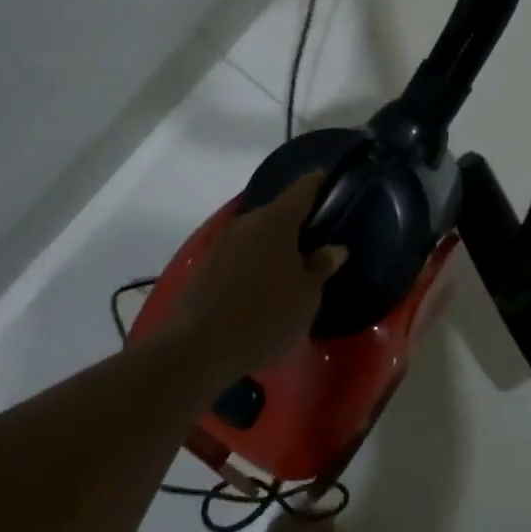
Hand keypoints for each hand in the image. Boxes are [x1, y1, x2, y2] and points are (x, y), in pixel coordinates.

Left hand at [157, 173, 347, 374]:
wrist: (197, 348)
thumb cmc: (265, 316)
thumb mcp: (306, 296)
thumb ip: (321, 266)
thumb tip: (333, 249)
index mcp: (276, 220)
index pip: (303, 188)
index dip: (320, 183)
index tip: (332, 183)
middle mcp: (246, 222)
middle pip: (278, 212)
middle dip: (297, 223)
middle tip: (318, 241)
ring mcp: (221, 242)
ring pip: (257, 235)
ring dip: (274, 246)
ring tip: (292, 268)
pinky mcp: (205, 265)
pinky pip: (239, 254)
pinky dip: (254, 263)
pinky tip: (263, 287)